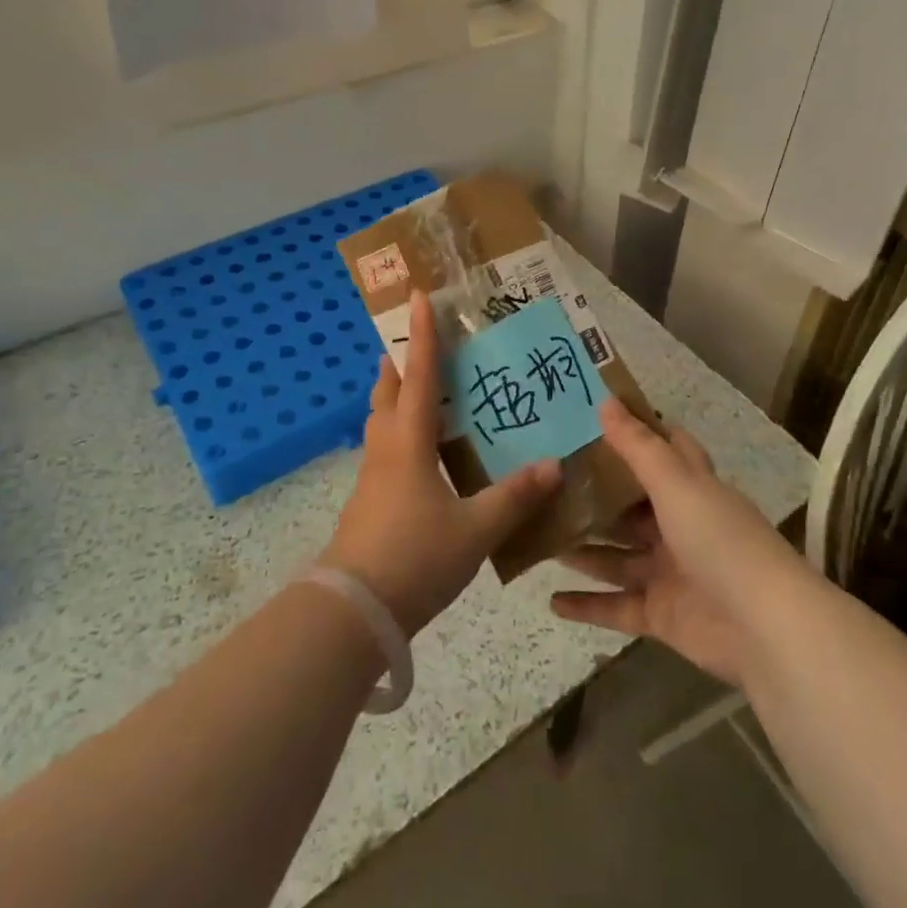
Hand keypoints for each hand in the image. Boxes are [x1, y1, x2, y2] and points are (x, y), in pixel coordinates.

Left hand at [320, 291, 561, 633]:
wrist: (353, 611)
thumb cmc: (415, 557)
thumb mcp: (475, 529)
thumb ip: (515, 497)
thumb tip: (554, 465)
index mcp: (409, 442)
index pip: (419, 375)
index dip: (423, 335)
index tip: (418, 296)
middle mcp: (386, 449)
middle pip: (387, 391)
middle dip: (400, 362)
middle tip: (418, 342)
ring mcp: (372, 477)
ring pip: (381, 421)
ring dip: (395, 397)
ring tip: (421, 391)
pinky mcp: (368, 502)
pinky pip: (384, 450)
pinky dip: (399, 433)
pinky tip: (422, 454)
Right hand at [549, 399, 806, 687]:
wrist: (764, 628)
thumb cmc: (719, 539)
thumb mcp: (676, 483)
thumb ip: (638, 446)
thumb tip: (605, 400)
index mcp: (691, 487)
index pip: (663, 449)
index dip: (633, 430)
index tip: (590, 415)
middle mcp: (680, 524)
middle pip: (630, 505)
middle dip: (593, 495)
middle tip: (544, 479)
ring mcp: (669, 571)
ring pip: (616, 554)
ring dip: (582, 547)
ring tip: (536, 533)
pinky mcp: (661, 614)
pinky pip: (616, 606)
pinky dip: (586, 605)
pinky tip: (551, 600)